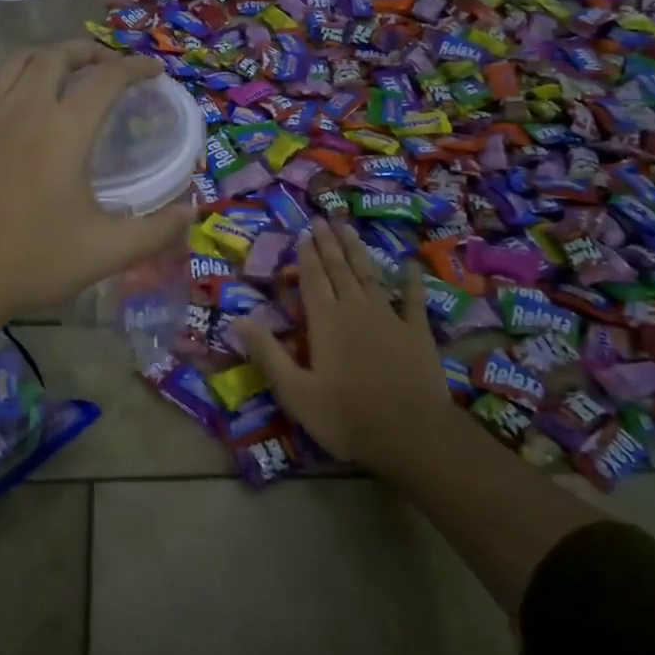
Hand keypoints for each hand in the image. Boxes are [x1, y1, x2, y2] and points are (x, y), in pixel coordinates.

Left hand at [0, 42, 190, 326]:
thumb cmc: (32, 261)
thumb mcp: (104, 252)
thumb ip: (154, 231)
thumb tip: (192, 214)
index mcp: (63, 130)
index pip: (105, 79)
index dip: (135, 68)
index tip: (154, 72)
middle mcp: (25, 110)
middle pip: (57, 56)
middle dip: (90, 52)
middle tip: (111, 68)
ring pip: (19, 63)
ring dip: (51, 57)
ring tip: (70, 74)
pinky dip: (22, 80)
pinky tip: (29, 112)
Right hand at [239, 219, 452, 468]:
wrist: (412, 434)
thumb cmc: (346, 416)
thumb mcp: (295, 391)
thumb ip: (268, 354)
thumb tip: (237, 320)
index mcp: (325, 321)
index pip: (313, 279)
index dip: (307, 255)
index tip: (304, 232)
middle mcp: (356, 309)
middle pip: (340, 270)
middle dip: (329, 244)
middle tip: (323, 220)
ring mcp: (390, 318)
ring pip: (370, 275)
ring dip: (358, 251)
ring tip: (349, 229)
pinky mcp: (417, 333)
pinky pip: (413, 299)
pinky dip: (410, 280)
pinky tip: (410, 264)